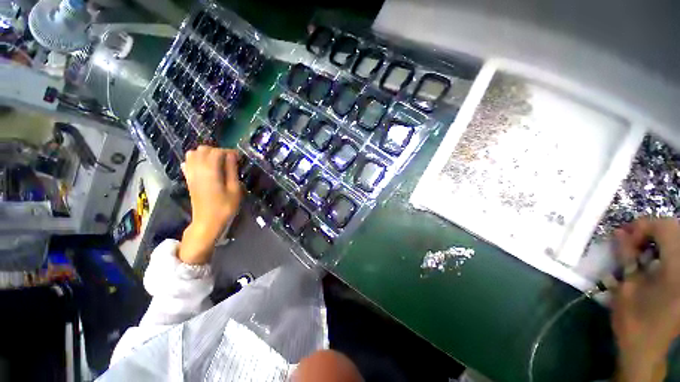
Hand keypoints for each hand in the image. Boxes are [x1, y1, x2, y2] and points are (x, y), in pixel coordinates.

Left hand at [178, 146, 241, 264]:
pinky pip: (188, 163)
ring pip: (193, 153)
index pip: (217, 152)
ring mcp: (191, 174)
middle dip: (217, 151)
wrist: (207, 222)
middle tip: (229, 160)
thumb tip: (232, 156)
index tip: (239, 157)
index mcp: (210, 171)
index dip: (229, 152)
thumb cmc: (225, 207)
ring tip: (218, 162)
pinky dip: (196, 160)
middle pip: (203, 149)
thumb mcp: (235, 189)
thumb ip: (232, 170)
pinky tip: (206, 167)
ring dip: (206, 154)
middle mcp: (197, 169)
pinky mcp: (188, 179)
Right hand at [611, 218, 679, 381]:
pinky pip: (677, 254)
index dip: (644, 226)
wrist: (646, 349)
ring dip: (659, 239)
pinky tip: (653, 260)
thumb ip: (626, 256)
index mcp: (676, 270)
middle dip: (652, 230)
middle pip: (675, 230)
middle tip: (631, 241)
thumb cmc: (633, 320)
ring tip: (640, 250)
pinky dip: (666, 250)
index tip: (625, 236)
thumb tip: (620, 232)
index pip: (665, 228)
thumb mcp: (626, 287)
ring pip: (678, 240)